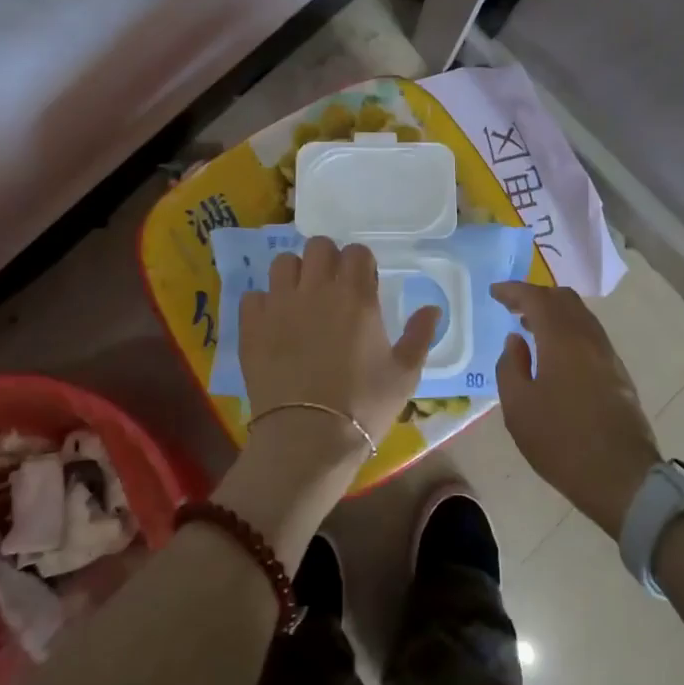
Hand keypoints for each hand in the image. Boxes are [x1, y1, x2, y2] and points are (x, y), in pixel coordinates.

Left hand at [239, 236, 439, 479]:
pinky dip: (264, 304)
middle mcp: (316, 289)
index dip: (362, 264)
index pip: (357, 252)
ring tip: (300, 299)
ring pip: (283, 263)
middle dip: (328, 259)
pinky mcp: (251, 325)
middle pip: (318, 246)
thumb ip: (420, 335)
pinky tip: (273, 324)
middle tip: (332, 287)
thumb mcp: (404, 375)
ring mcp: (280, 304)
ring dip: (295, 274)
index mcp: (356, 296)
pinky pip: (254, 296)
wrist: (307, 438)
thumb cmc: (363, 406)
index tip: (364, 284)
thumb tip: (432, 308)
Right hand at [493, 281, 660, 538]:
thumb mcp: (518, 407)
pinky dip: (569, 328)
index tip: (494, 292)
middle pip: (563, 299)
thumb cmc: (561, 441)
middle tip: (512, 306)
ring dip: (555, 312)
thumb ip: (510, 366)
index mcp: (561, 339)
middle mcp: (588, 338)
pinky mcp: (618, 373)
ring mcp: (608, 355)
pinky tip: (556, 351)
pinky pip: (590, 334)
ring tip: (531, 327)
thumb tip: (516, 341)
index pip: (536, 298)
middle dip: (536, 295)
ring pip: (581, 315)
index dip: (513, 290)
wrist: (622, 478)